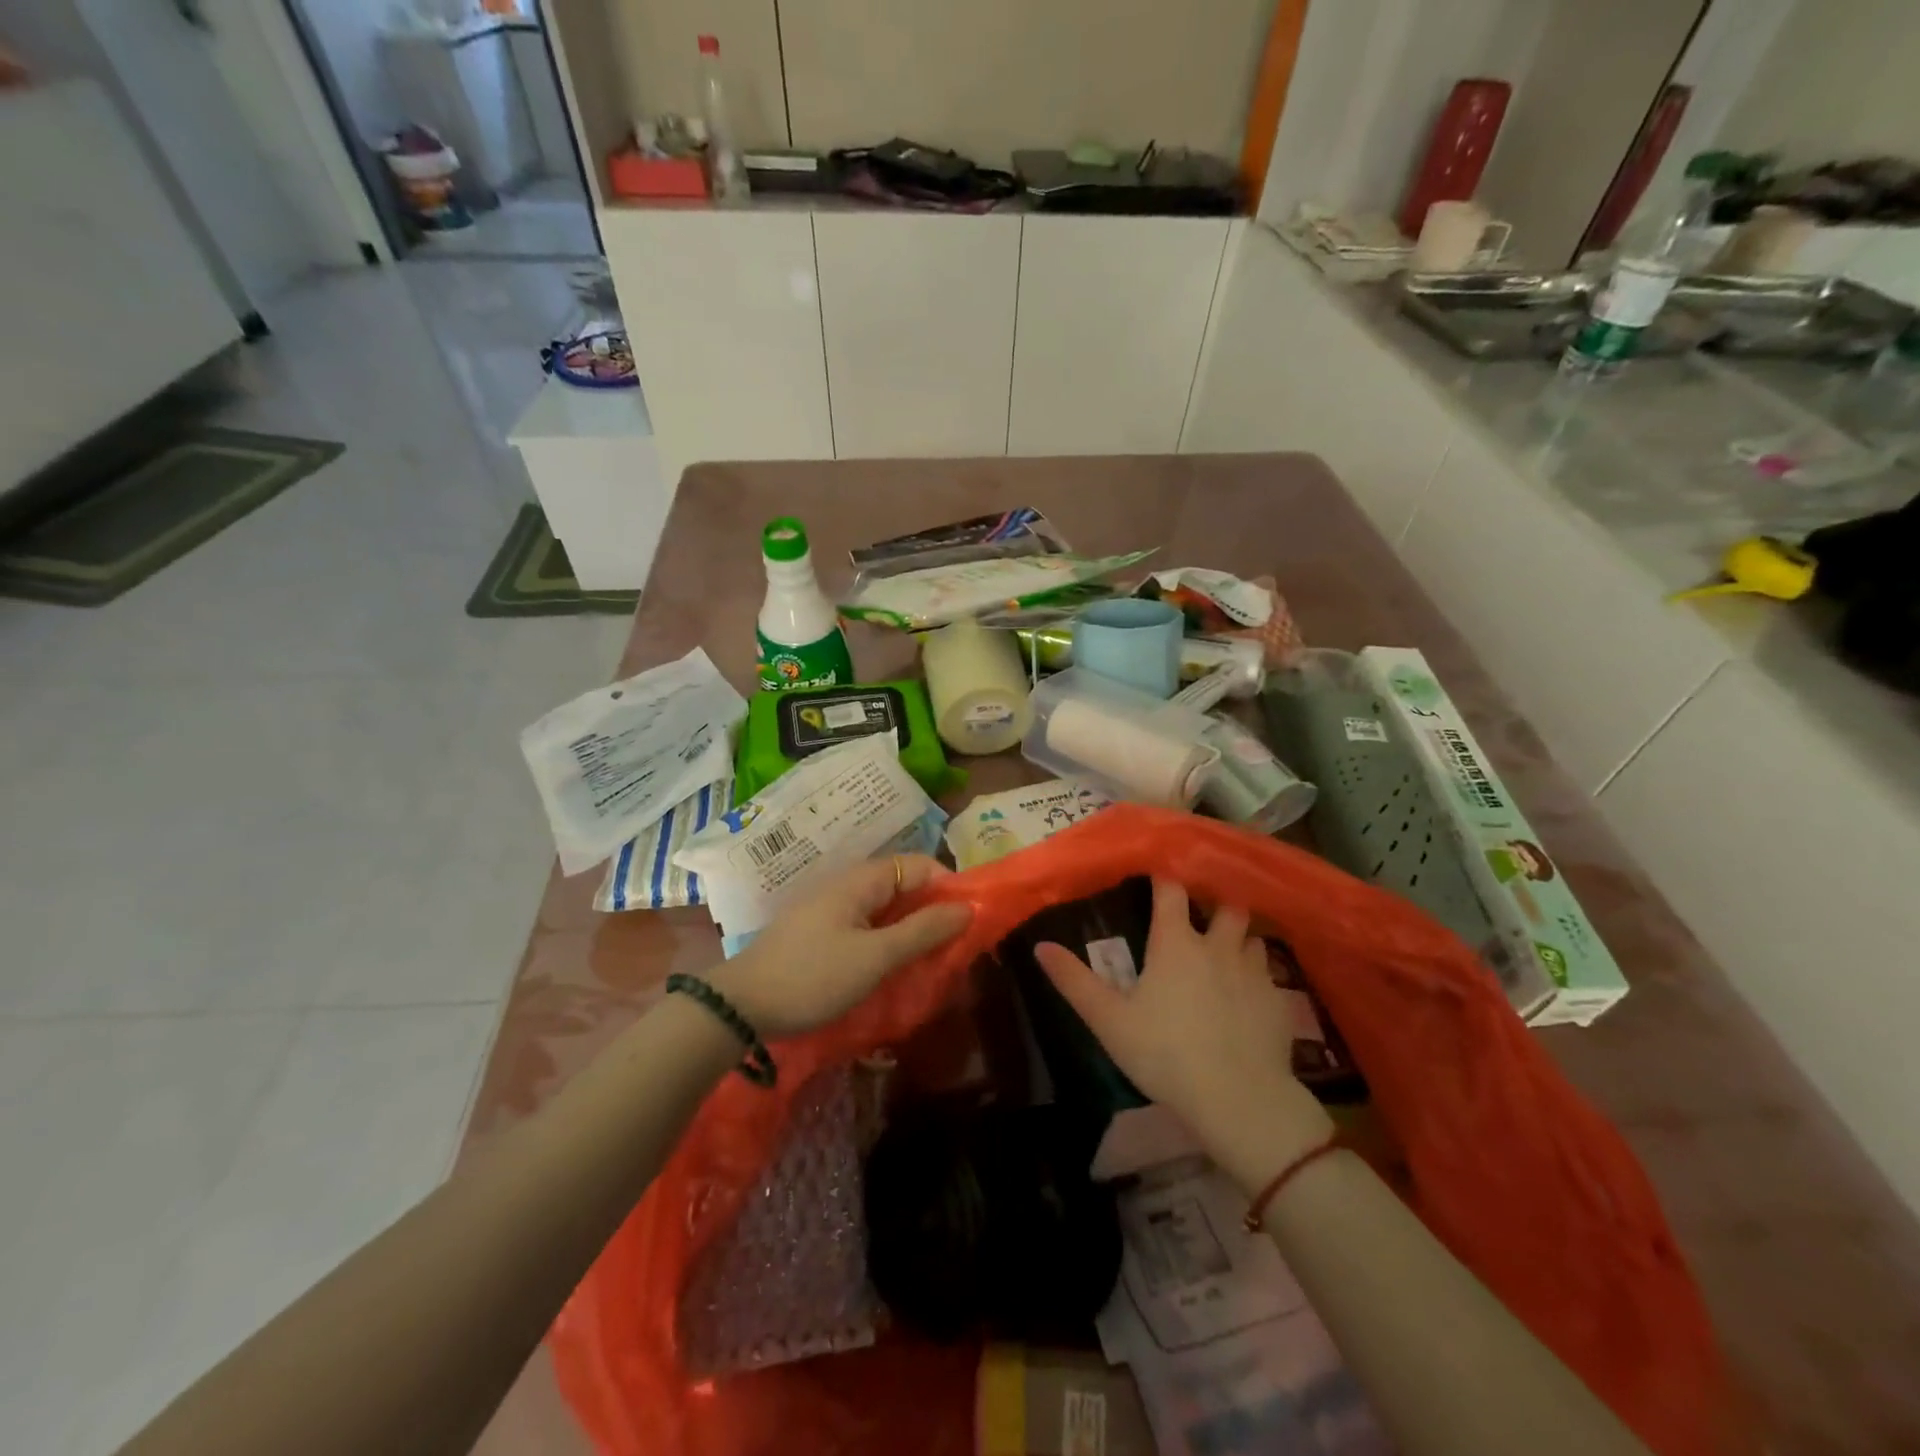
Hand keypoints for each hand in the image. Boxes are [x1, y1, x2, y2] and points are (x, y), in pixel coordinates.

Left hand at [709, 855, 972, 1039]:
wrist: (742, 1005)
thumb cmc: (814, 976)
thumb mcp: (875, 957)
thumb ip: (922, 930)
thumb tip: (966, 907)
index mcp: (862, 880)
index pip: (920, 864)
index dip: (948, 886)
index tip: (967, 921)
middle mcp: (848, 884)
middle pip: (904, 885)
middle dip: (932, 910)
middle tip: (953, 945)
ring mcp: (831, 908)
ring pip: (886, 908)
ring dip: (910, 928)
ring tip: (929, 959)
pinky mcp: (820, 931)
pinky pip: (866, 925)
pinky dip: (887, 939)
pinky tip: (892, 966)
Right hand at [1034, 879, 1332, 1192]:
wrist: (1239, 1099)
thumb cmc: (1165, 1053)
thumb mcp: (1109, 1020)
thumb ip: (1074, 981)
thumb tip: (1040, 946)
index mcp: (1176, 943)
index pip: (1171, 891)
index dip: (1164, 879)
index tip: (1158, 876)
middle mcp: (1218, 946)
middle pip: (1226, 906)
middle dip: (1215, 905)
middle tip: (1202, 917)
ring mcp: (1255, 972)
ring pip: (1253, 938)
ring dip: (1240, 939)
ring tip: (1228, 954)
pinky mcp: (1280, 1002)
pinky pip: (1270, 976)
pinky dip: (1259, 978)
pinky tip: (1250, 998)